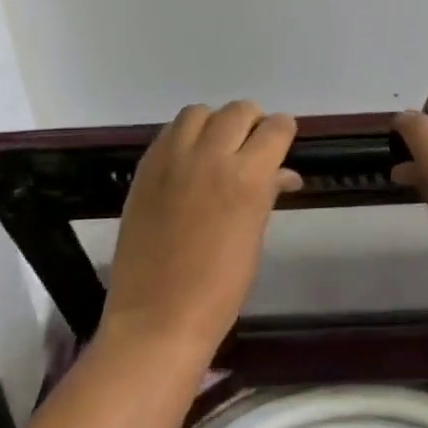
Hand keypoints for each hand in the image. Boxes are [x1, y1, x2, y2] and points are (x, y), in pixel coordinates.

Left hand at [99, 101, 300, 362]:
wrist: (158, 316)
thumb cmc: (220, 287)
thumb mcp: (254, 237)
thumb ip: (267, 193)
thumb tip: (282, 173)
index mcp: (247, 177)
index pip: (276, 128)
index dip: (283, 132)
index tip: (281, 145)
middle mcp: (210, 156)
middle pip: (239, 111)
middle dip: (252, 123)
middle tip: (250, 147)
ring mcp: (172, 159)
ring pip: (199, 112)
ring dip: (214, 123)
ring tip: (215, 149)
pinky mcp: (145, 168)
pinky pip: (169, 132)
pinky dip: (184, 137)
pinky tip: (187, 162)